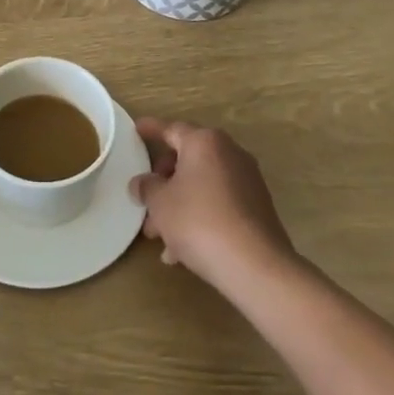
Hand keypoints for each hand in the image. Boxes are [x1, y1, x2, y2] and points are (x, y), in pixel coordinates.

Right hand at [129, 118, 295, 295]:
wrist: (255, 265)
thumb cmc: (199, 221)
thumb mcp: (160, 203)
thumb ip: (147, 187)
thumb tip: (141, 183)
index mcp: (204, 142)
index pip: (171, 129)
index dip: (151, 129)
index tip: (137, 129)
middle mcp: (229, 153)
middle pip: (187, 160)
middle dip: (163, 181)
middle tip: (145, 201)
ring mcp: (246, 181)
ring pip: (202, 186)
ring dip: (178, 205)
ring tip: (159, 236)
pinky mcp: (256, 208)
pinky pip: (218, 205)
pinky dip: (199, 218)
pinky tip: (180, 251)